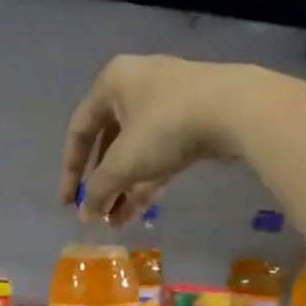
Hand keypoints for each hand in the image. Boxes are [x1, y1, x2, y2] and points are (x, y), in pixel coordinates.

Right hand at [60, 55, 266, 223]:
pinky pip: (160, 153)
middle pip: (109, 143)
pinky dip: (148, 180)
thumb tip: (85, 215)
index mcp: (112, 83)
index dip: (70, 170)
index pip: (79, 130)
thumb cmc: (165, 126)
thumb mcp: (123, 162)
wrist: (237, 109)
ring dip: (125, 188)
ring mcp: (168, 102)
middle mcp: (137, 86)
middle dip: (103, 184)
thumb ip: (98, 190)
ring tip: (118, 222)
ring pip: (136, 151)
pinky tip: (140, 210)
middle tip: (97, 213)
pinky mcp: (193, 119)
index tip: (68, 203)